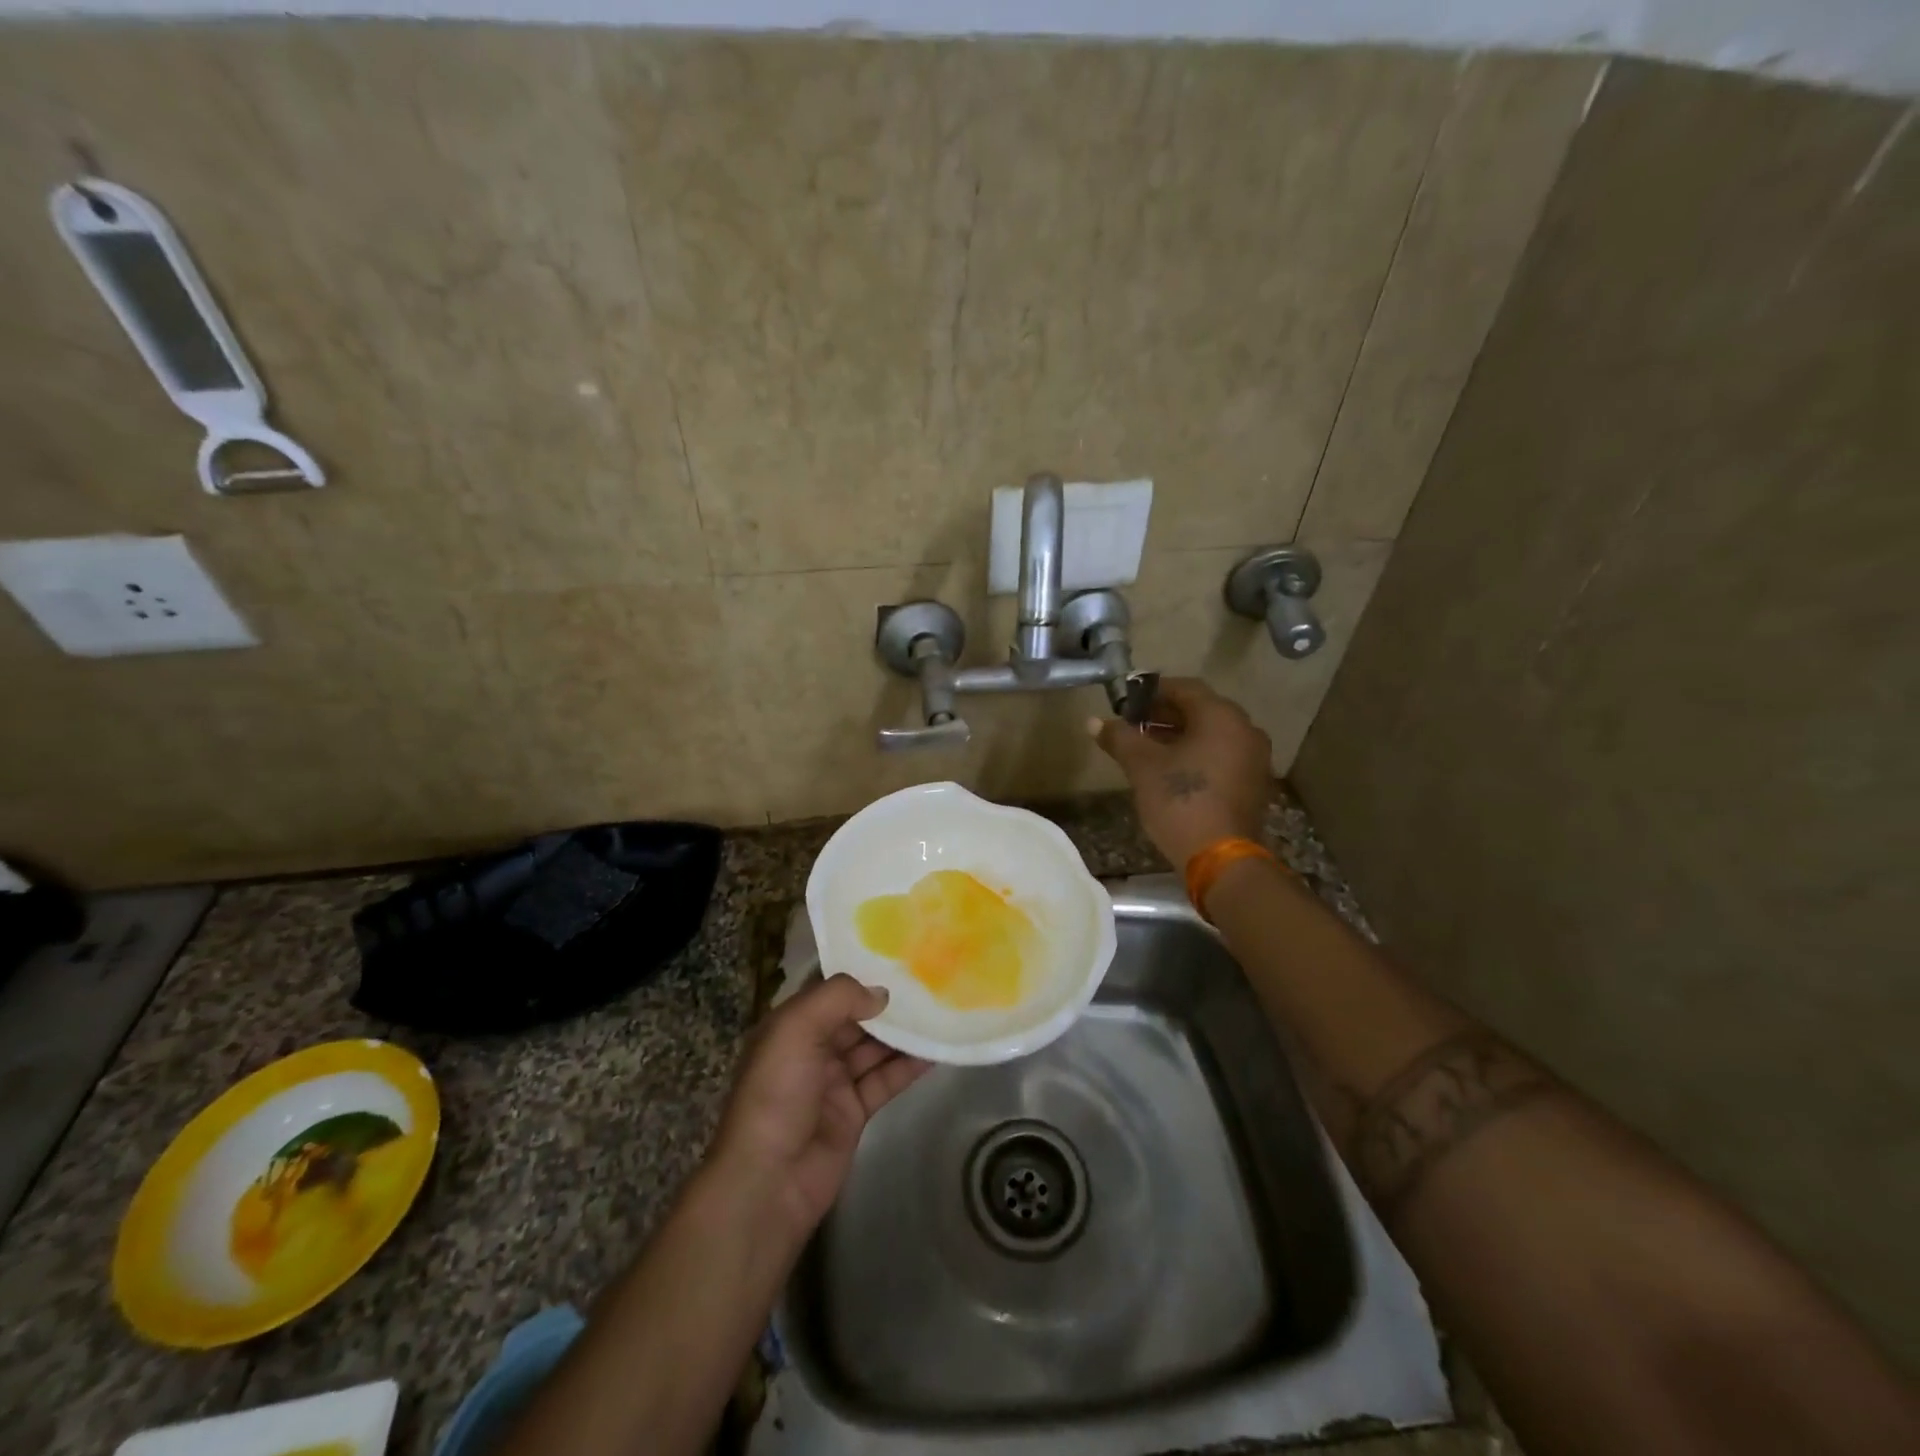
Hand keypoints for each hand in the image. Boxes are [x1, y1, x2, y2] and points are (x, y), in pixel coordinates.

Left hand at [708, 975, 931, 1235]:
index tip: (898, 954)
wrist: (768, 1181)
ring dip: (904, 1032)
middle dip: (888, 1002)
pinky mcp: (855, 1112)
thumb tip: (882, 993)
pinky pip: (886, 1079)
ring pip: (875, 1047)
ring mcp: (834, 1081)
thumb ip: (838, 999)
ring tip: (941, 1009)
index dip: (860, 972)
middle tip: (929, 980)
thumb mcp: (796, 1030)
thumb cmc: (775, 1094)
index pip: (829, 990)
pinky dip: (909, 1066)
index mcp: (791, 1025)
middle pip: (857, 1017)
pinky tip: (937, 1050)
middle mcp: (812, 1048)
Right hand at [1088, 677, 1271, 868]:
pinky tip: (1171, 770)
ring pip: (1212, 735)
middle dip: (1165, 714)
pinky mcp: (1253, 783)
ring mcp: (1254, 758)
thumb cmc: (1180, 801)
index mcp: (1221, 717)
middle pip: (1200, 710)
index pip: (1185, 688)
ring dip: (1180, 736)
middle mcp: (1245, 730)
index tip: (1126, 703)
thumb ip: (1120, 738)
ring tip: (1146, 749)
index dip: (1152, 692)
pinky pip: (1222, 755)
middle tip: (1133, 726)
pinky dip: (1197, 755)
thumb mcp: (1142, 766)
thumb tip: (1094, 721)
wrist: (1220, 858)